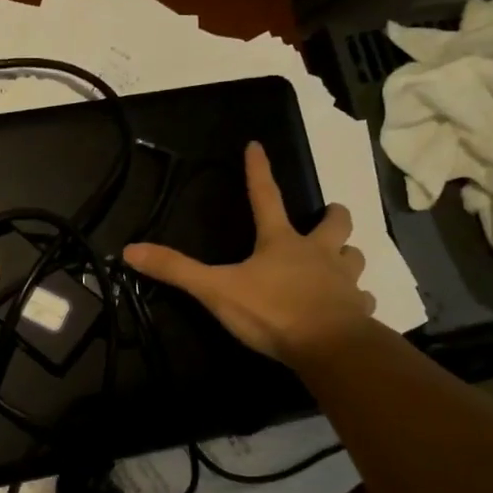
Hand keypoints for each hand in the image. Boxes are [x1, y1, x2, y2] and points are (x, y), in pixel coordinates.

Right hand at [123, 142, 375, 366]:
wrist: (329, 347)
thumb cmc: (271, 311)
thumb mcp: (216, 290)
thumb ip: (176, 270)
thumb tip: (131, 249)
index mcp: (281, 243)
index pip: (266, 197)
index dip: (258, 171)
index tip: (256, 145)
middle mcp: (317, 253)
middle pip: (334, 222)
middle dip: (331, 215)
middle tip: (326, 217)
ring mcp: (343, 280)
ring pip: (354, 256)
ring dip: (346, 255)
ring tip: (338, 261)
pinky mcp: (357, 309)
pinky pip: (361, 298)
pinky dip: (355, 299)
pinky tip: (349, 306)